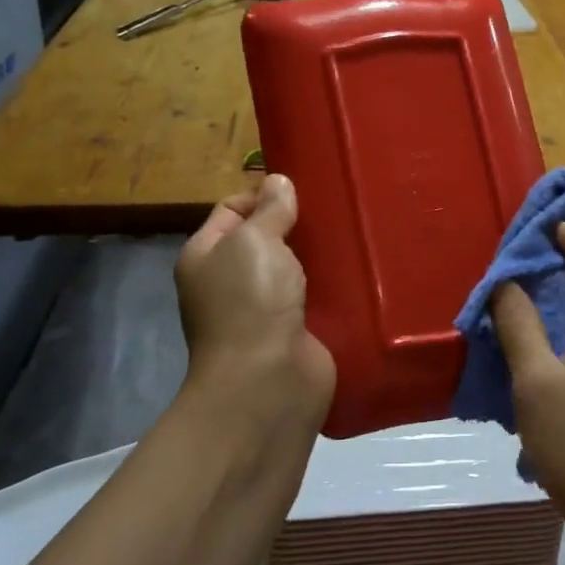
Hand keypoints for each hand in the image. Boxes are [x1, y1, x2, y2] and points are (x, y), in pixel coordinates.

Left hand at [174, 175, 334, 437]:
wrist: (268, 383)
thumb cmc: (250, 301)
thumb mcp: (254, 240)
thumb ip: (269, 209)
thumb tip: (277, 182)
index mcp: (207, 256)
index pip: (232, 210)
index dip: (263, 194)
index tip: (302, 190)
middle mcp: (230, 282)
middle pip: (266, 239)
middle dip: (296, 224)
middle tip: (335, 209)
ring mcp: (263, 310)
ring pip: (294, 269)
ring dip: (318, 256)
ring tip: (352, 233)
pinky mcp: (295, 332)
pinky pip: (314, 297)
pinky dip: (332, 286)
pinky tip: (357, 269)